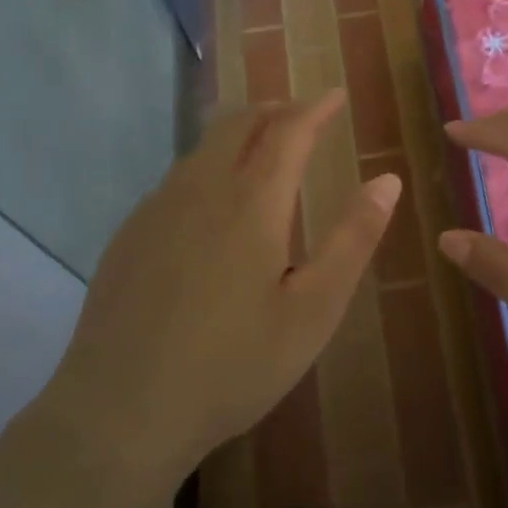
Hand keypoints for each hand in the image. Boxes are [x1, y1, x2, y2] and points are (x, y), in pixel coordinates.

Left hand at [44, 90, 398, 489]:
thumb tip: (387, 180)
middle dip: (275, 108)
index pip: (288, 130)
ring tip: (263, 151)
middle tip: (302, 115)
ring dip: (239, 135)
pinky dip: (208, 169)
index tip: (335, 95)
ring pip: (202, 148)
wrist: (120, 412)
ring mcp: (156, 209)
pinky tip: (213, 208)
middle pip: (238, 122)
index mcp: (251, 202)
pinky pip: (176, 180)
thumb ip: (353, 239)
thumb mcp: (313, 311)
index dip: (315, 108)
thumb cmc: (232, 366)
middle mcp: (200, 189)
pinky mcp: (129, 235)